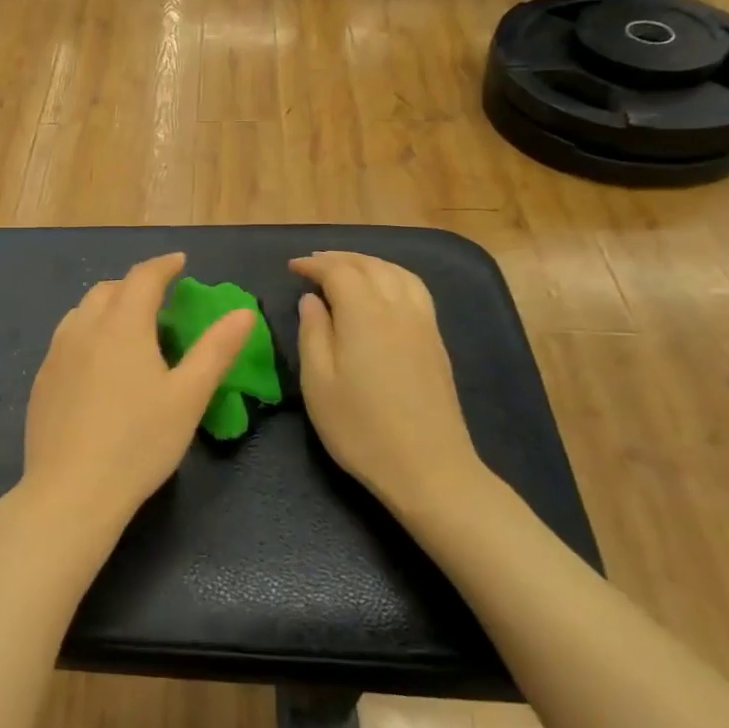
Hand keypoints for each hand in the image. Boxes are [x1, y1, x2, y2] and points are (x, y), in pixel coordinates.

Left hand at [17, 253, 253, 541]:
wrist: (72, 490)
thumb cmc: (139, 442)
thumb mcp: (188, 397)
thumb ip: (216, 350)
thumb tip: (242, 312)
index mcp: (122, 325)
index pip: (143, 278)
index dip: (164, 265)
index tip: (180, 262)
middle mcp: (83, 329)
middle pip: (108, 289)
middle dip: (134, 285)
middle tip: (158, 299)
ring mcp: (56, 354)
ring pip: (82, 312)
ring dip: (107, 306)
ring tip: (127, 326)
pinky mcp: (42, 380)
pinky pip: (66, 339)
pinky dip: (87, 332)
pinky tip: (96, 362)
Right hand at [291, 252, 488, 511]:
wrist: (428, 468)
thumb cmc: (361, 429)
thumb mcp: (318, 384)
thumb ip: (312, 334)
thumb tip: (311, 300)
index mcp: (365, 315)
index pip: (339, 272)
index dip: (313, 265)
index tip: (292, 268)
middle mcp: (398, 309)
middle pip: (370, 266)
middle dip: (340, 259)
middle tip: (313, 264)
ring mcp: (423, 324)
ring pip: (398, 273)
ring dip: (369, 264)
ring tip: (346, 271)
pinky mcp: (436, 341)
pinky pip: (415, 290)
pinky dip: (392, 277)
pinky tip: (382, 292)